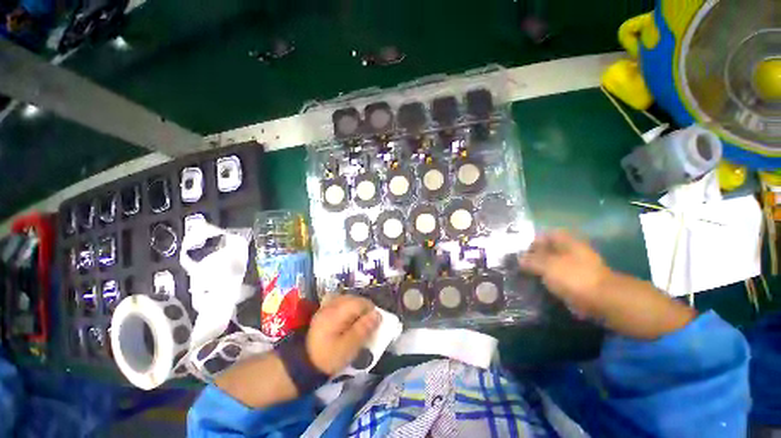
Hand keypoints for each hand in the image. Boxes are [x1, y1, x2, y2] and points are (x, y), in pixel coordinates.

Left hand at [306, 295, 379, 374]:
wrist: (302, 365)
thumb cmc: (328, 357)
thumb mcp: (349, 347)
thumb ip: (363, 329)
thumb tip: (377, 314)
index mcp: (338, 312)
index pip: (360, 302)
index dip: (371, 310)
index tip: (375, 322)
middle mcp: (331, 305)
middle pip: (354, 298)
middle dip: (363, 308)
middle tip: (367, 323)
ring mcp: (325, 307)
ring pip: (346, 299)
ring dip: (355, 307)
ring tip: (358, 320)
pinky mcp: (322, 312)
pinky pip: (338, 302)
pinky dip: (345, 307)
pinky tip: (346, 317)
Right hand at [519, 231, 612, 317]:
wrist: (603, 300)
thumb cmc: (573, 276)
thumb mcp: (546, 265)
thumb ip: (531, 260)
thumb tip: (519, 259)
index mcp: (567, 242)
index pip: (548, 235)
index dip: (534, 241)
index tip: (522, 251)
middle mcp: (573, 252)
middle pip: (551, 250)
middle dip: (536, 256)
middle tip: (521, 265)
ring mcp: (578, 268)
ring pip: (555, 265)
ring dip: (542, 270)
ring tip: (527, 276)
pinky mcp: (580, 283)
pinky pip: (560, 278)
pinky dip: (550, 281)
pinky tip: (539, 286)